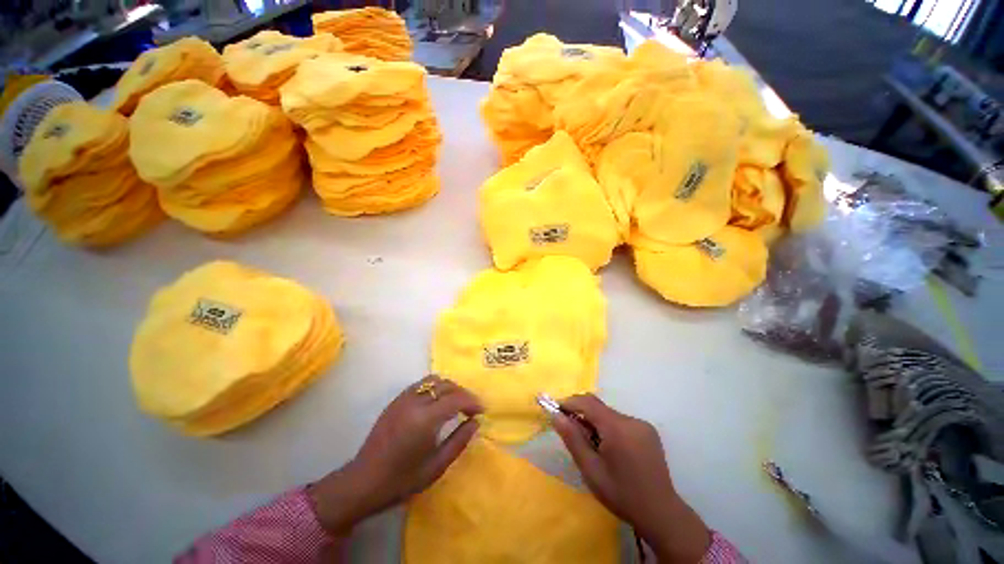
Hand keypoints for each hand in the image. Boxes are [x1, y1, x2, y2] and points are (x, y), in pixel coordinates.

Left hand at [308, 376, 482, 536]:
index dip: (472, 402)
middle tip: (471, 408)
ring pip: (433, 380)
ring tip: (455, 404)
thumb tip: (475, 422)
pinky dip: (434, 388)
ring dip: (449, 388)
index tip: (481, 411)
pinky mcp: (396, 400)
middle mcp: (414, 402)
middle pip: (446, 385)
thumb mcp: (436, 466)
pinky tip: (436, 404)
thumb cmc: (402, 480)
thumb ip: (459, 441)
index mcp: (425, 419)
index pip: (456, 399)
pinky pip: (420, 384)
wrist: (364, 482)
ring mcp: (403, 398)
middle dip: (462, 393)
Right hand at [552, 394, 710, 563]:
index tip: (556, 410)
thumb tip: (556, 415)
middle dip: (581, 413)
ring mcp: (642, 424)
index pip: (588, 403)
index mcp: (618, 428)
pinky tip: (610, 449)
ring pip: (609, 414)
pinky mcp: (648, 431)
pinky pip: (621, 421)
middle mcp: (631, 420)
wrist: (660, 513)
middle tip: (570, 431)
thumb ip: (572, 439)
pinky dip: (608, 427)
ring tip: (592, 446)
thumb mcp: (591, 469)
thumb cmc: (621, 494)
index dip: (569, 403)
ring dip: (595, 422)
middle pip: (599, 407)